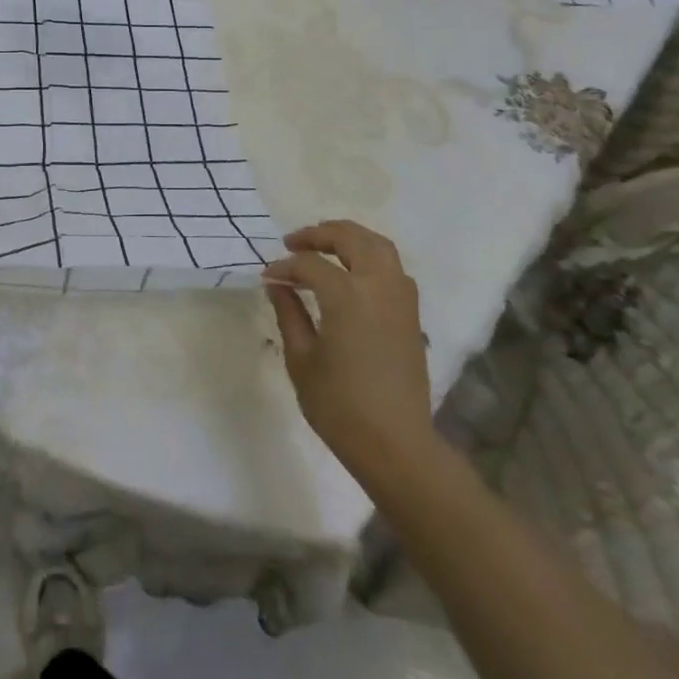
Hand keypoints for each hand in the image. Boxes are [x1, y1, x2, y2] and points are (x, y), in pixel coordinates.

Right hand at [263, 220, 434, 473]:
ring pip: (378, 246)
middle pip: (351, 239)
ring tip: (324, 246)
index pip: (310, 265)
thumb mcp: (302, 358)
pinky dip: (371, 257)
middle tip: (293, 242)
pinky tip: (352, 272)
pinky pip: (393, 268)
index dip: (284, 266)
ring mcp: (401, 298)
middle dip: (319, 235)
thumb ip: (289, 313)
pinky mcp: (412, 314)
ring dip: (350, 238)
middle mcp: (378, 286)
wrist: (395, 444)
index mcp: (347, 295)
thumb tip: (277, 283)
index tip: (266, 276)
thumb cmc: (339, 405)